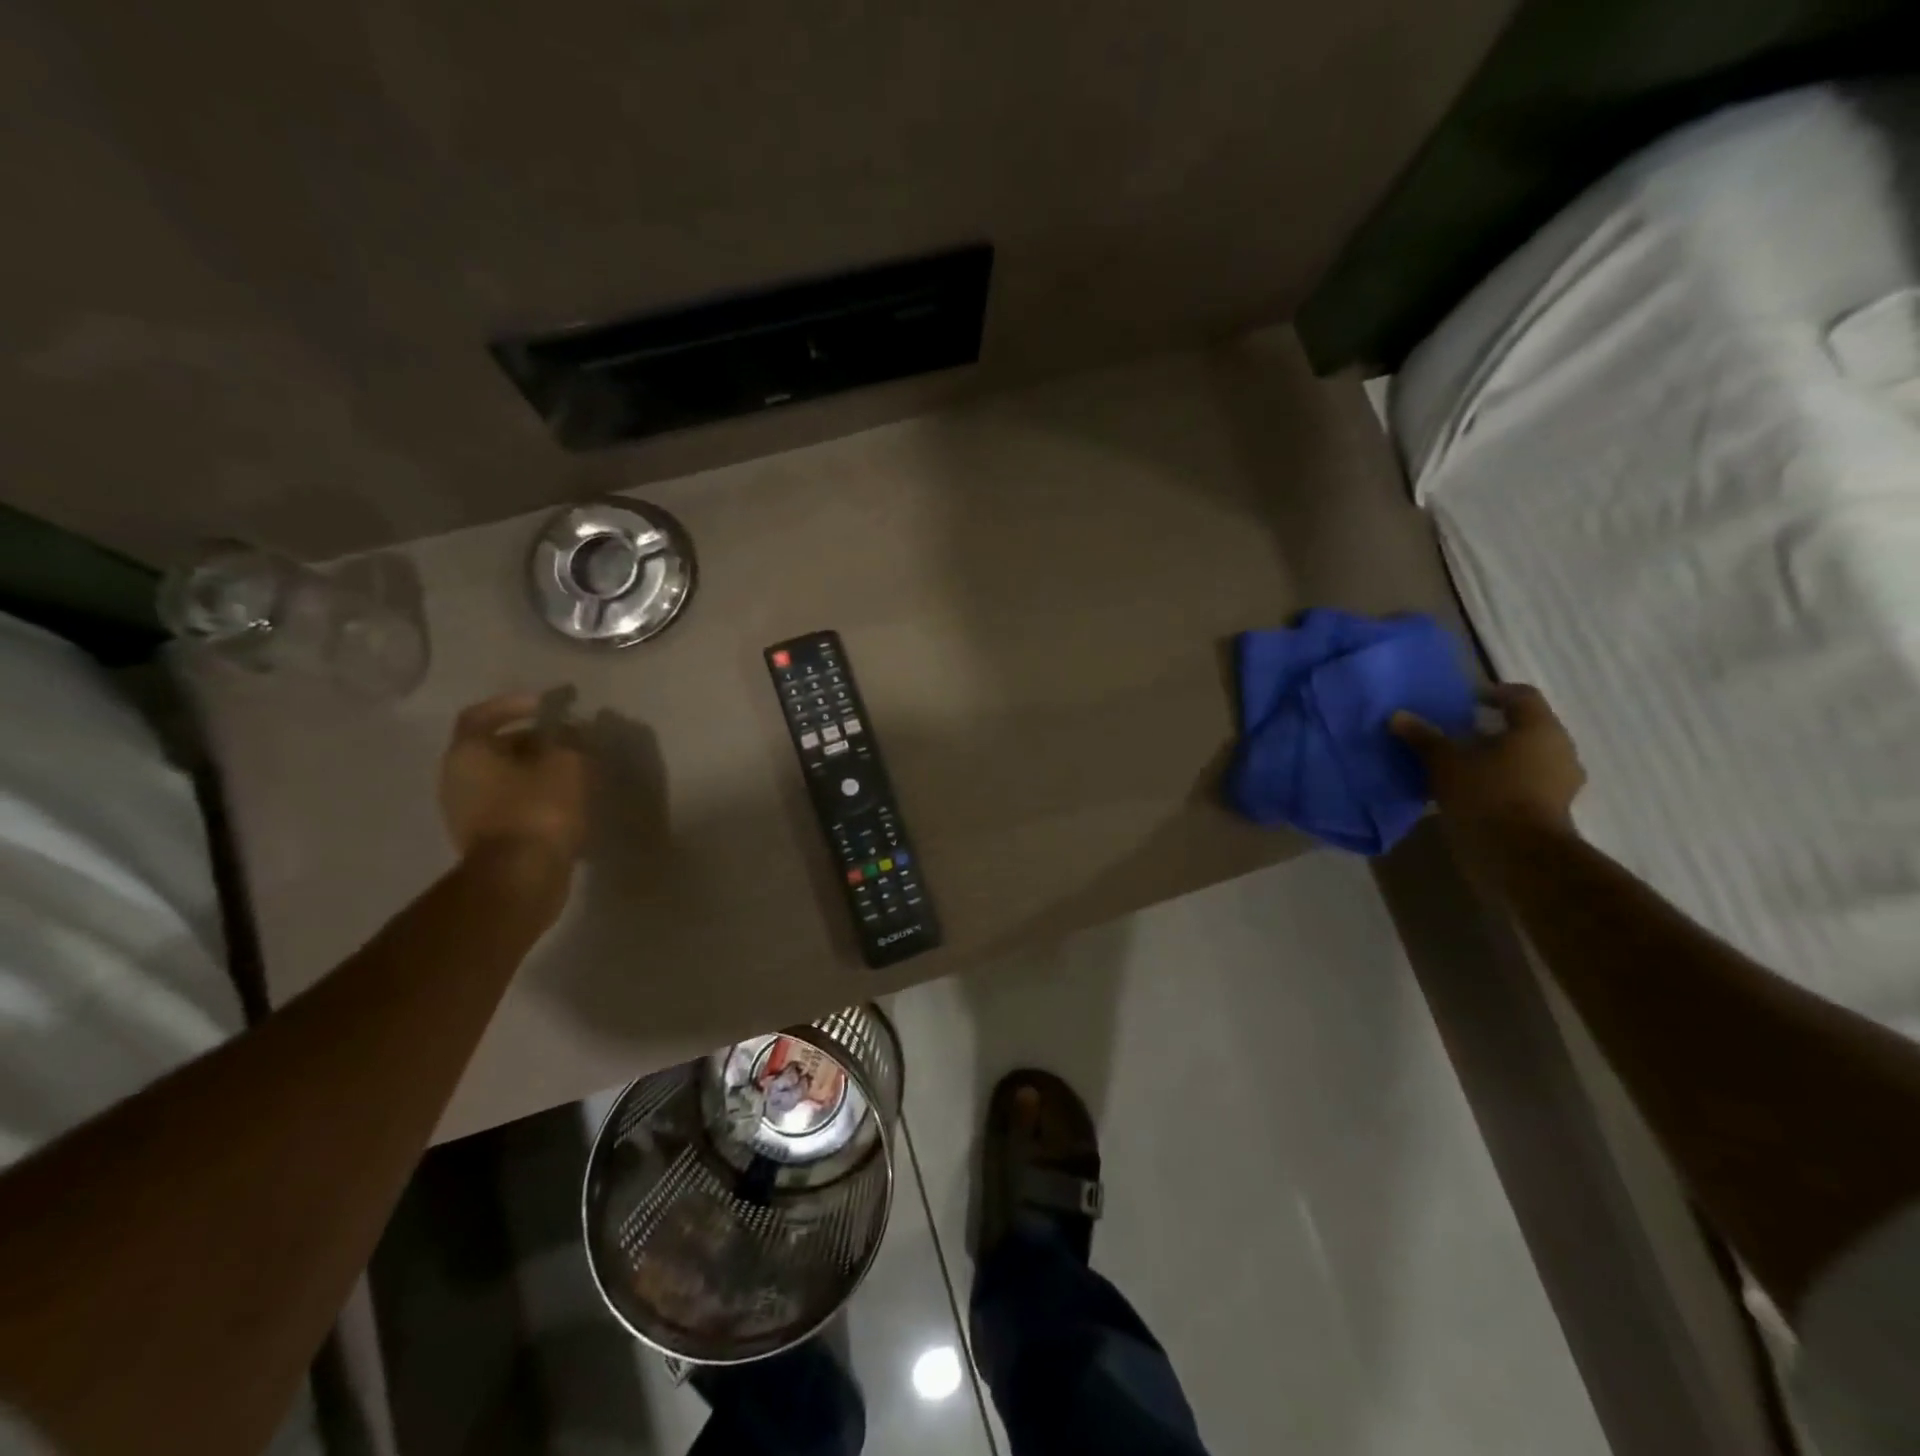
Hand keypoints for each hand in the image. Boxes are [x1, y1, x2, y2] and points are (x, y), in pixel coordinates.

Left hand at [438, 693, 588, 868]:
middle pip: (494, 748)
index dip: (514, 706)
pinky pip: (510, 806)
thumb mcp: (566, 763)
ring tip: (573, 773)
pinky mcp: (485, 839)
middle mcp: (456, 779)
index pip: (482, 716)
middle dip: (533, 742)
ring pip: (504, 779)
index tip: (547, 707)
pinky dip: (535, 798)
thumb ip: (569, 741)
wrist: (520, 877)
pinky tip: (565, 803)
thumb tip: (569, 734)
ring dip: (535, 772)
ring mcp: (466, 812)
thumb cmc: (538, 809)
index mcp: (467, 753)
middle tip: (570, 742)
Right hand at [1392, 683, 1585, 855]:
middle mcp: (1558, 749)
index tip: (1463, 701)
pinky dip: (1501, 781)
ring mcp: (1559, 782)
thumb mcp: (1444, 762)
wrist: (1517, 855)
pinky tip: (1471, 790)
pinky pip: (1524, 783)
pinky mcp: (1551, 808)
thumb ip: (1423, 737)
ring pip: (1524, 757)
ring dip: (1496, 757)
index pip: (1520, 695)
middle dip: (1490, 729)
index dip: (1491, 693)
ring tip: (1460, 765)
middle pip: (1523, 727)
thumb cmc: (1485, 794)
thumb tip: (1397, 715)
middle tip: (1456, 734)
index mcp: (1538, 728)